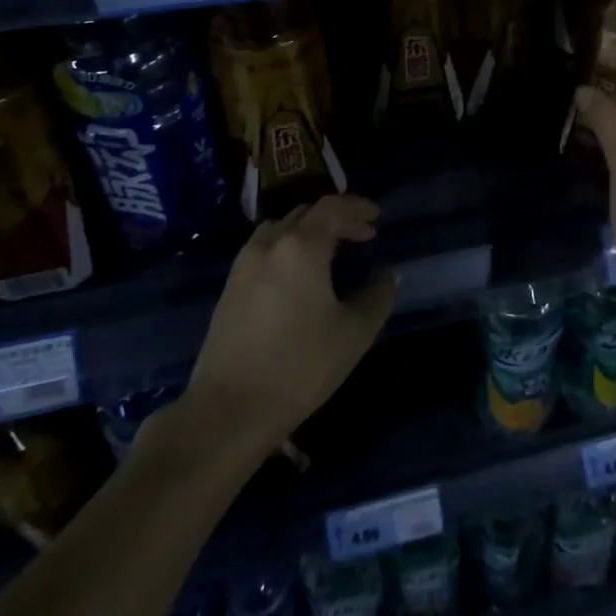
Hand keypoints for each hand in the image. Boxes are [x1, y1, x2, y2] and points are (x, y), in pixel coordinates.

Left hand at [178, 195, 393, 456]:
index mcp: (301, 247)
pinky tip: (299, 275)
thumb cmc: (300, 366)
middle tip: (361, 236)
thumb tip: (387, 275)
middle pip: (305, 213)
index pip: (332, 207)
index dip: (357, 206)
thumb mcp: (354, 333)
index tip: (377, 218)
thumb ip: (377, 296)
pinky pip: (264, 250)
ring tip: (331, 252)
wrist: (229, 409)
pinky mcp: (229, 288)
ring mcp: (244, 265)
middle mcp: (269, 245)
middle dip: (336, 219)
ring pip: (281, 229)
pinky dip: (288, 248)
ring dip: (308, 231)